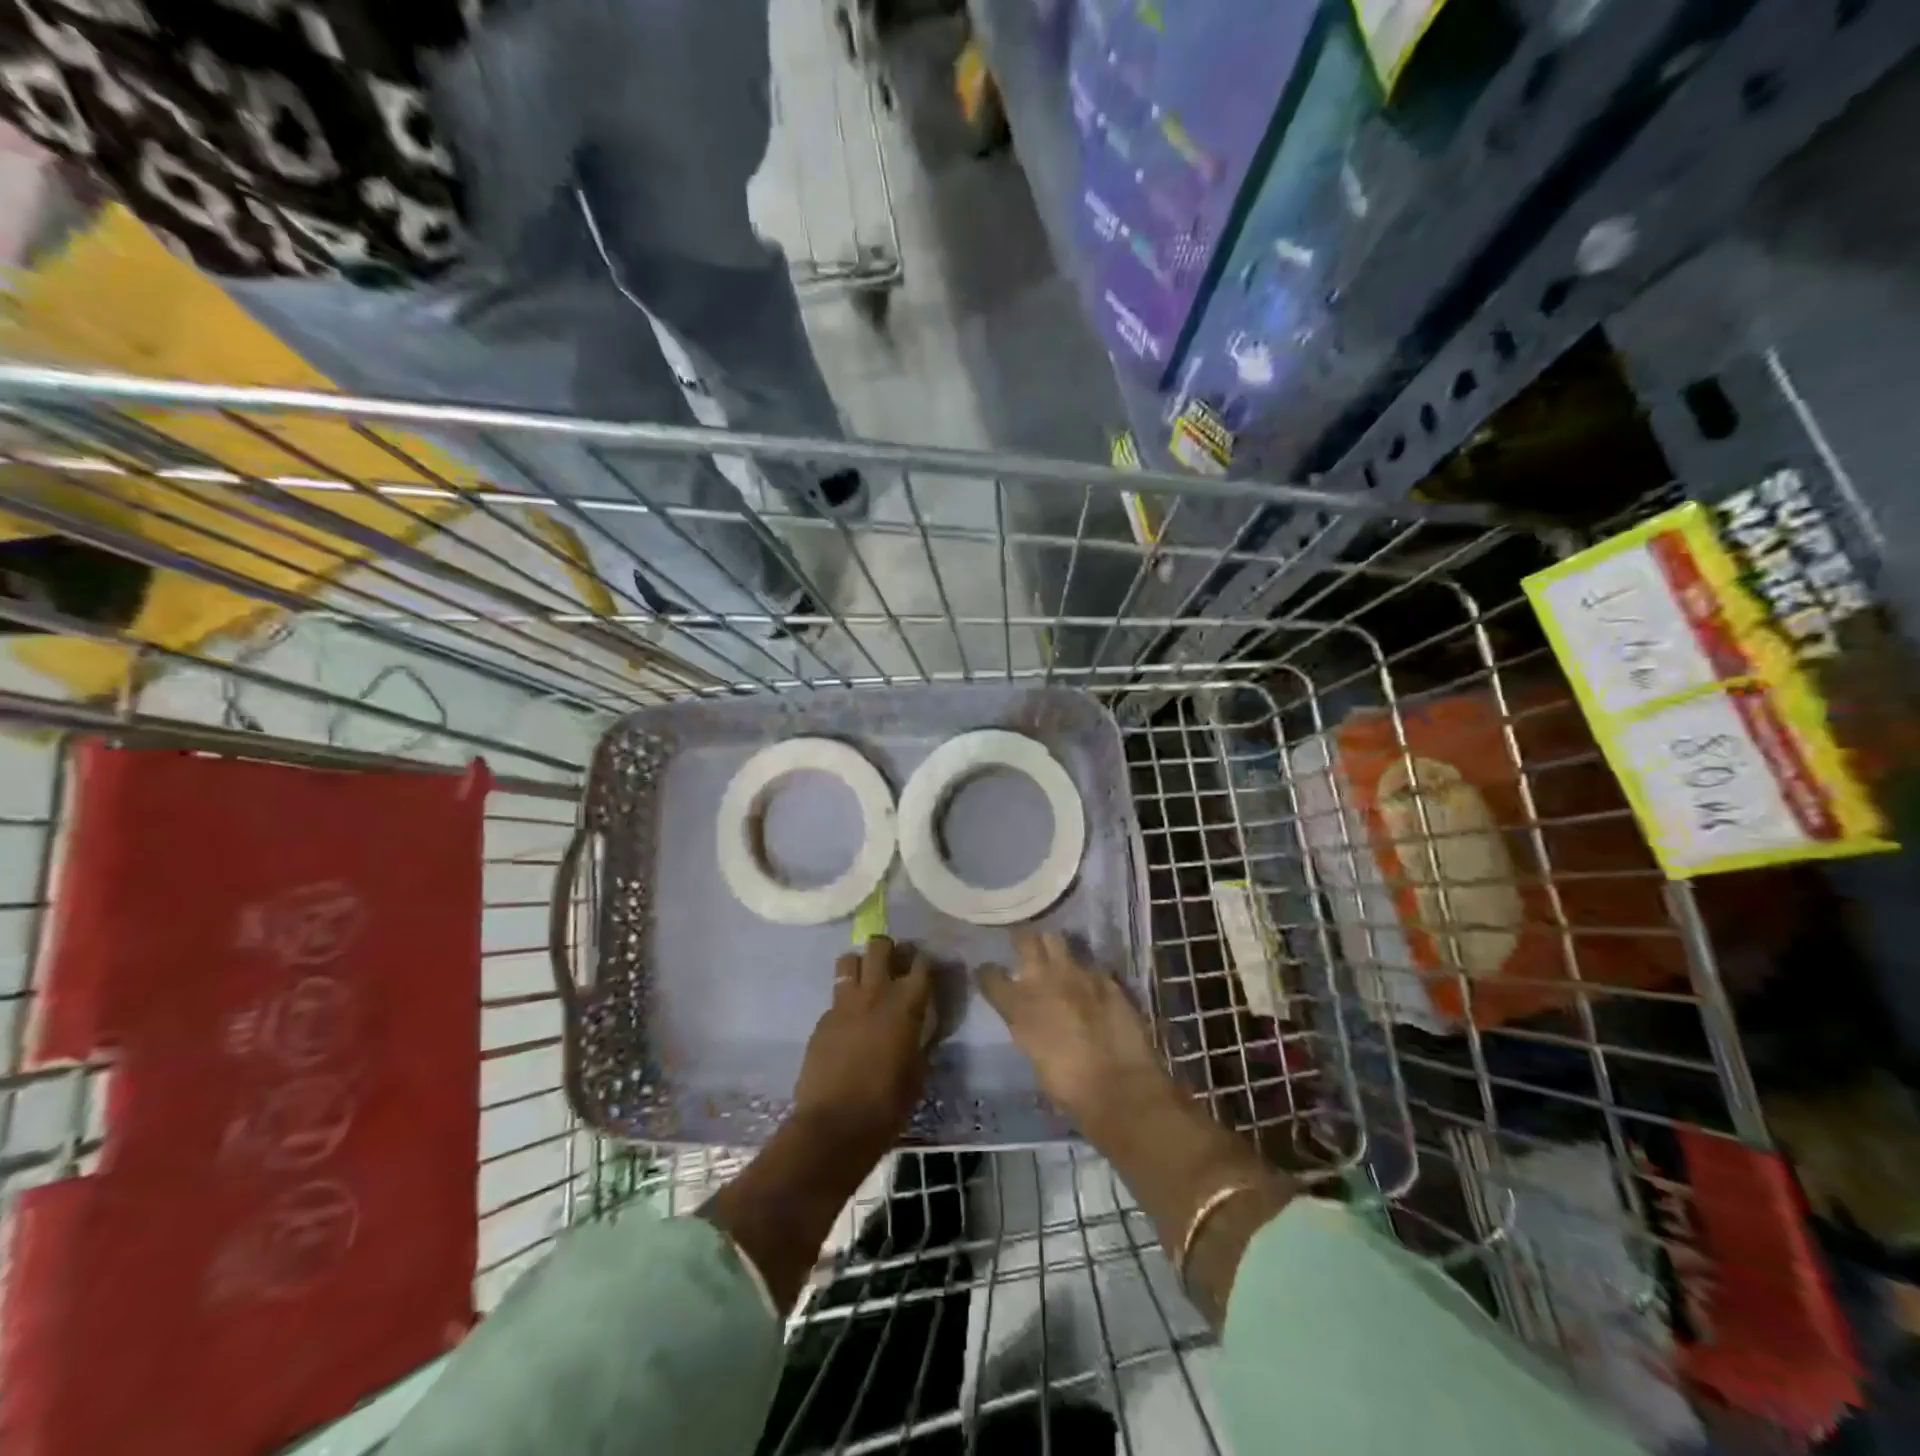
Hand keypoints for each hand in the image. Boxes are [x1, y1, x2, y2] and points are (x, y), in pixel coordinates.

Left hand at [791, 935, 931, 1154]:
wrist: (834, 1126)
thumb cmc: (887, 1104)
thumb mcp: (917, 1073)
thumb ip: (920, 1041)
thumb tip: (921, 1029)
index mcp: (906, 1004)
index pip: (921, 964)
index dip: (924, 962)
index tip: (926, 968)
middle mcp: (875, 993)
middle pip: (879, 946)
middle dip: (888, 949)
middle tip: (893, 965)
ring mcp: (843, 1003)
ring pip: (849, 960)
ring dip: (860, 965)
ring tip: (866, 982)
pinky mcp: (822, 1019)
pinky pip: (835, 996)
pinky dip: (844, 1001)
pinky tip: (848, 1022)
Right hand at [978, 928, 1169, 1131]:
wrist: (1118, 1086)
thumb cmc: (1068, 1086)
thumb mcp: (1033, 1054)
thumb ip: (1027, 1025)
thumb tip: (1031, 1017)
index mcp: (1019, 1005)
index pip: (990, 976)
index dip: (988, 974)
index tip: (989, 974)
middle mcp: (1044, 979)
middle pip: (1025, 940)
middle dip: (1022, 941)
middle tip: (1024, 947)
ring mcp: (1077, 973)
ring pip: (1057, 939)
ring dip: (1053, 947)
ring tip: (1057, 957)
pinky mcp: (1106, 978)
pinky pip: (1090, 966)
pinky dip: (1087, 974)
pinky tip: (1092, 986)